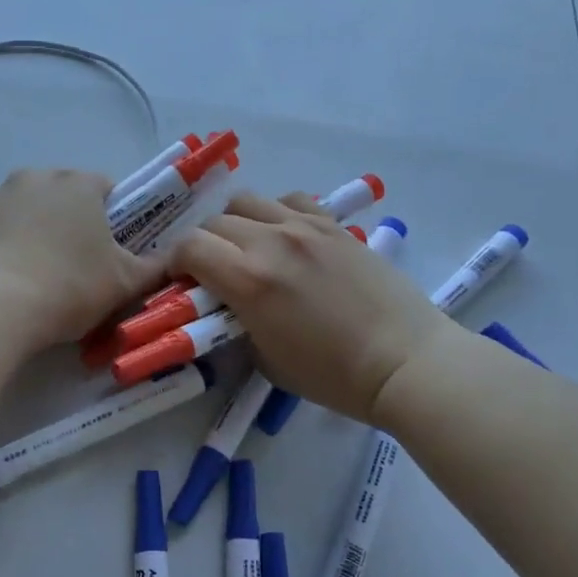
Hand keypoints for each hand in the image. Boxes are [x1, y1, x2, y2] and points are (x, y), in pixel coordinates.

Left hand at [0, 169, 164, 353]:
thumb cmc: (70, 287)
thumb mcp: (126, 283)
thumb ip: (156, 267)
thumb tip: (175, 258)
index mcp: (78, 183)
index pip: (107, 189)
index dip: (116, 219)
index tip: (114, 251)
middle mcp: (35, 178)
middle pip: (65, 197)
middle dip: (74, 224)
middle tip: (81, 267)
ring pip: (29, 212)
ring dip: (39, 233)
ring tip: (42, 277)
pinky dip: (7, 248)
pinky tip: (11, 282)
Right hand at [169, 192, 451, 424]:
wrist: (403, 361)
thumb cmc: (332, 375)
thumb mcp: (265, 359)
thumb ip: (236, 323)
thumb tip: (226, 305)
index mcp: (248, 280)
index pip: (189, 247)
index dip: (174, 262)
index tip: (179, 280)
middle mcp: (271, 241)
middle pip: (213, 222)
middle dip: (202, 245)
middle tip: (211, 271)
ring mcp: (305, 227)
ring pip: (248, 201)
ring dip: (235, 224)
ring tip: (247, 248)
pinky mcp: (334, 225)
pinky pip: (290, 201)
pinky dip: (276, 213)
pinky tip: (285, 237)